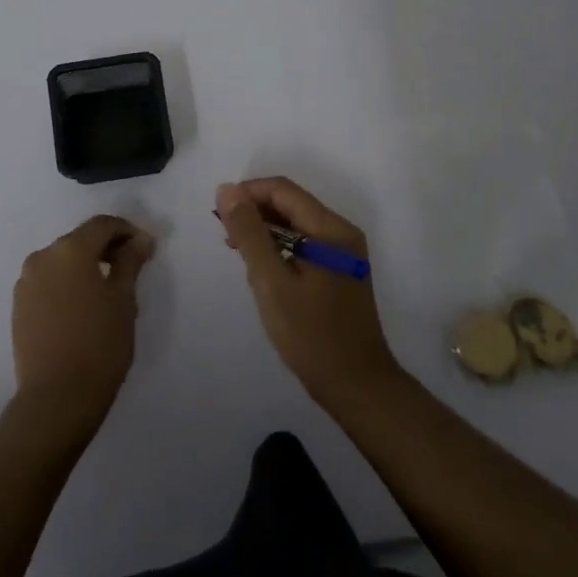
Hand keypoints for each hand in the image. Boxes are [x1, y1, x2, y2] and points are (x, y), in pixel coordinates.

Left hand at [11, 215, 154, 436]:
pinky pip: (49, 282)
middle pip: (80, 240)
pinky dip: (68, 284)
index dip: (128, 231)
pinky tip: (83, 308)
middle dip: (107, 248)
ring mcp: (26, 282)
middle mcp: (43, 257)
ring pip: (63, 262)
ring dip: (86, 267)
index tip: (146, 249)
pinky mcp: (19, 307)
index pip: (103, 225)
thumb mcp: (124, 299)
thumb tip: (140, 239)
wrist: (56, 398)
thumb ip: (131, 261)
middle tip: (131, 269)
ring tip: (108, 292)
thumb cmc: (99, 344)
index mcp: (70, 249)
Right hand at [217, 178, 400, 407]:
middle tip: (227, 240)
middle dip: (255, 213)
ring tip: (240, 256)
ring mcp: (343, 252)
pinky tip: (263, 271)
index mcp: (330, 228)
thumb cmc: (311, 335)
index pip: (282, 190)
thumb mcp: (271, 282)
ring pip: (296, 224)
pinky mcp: (339, 271)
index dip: (247, 194)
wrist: (357, 386)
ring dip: (265, 232)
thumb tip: (227, 190)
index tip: (219, 216)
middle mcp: (341, 232)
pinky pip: (304, 244)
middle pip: (290, 204)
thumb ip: (249, 233)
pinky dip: (280, 248)